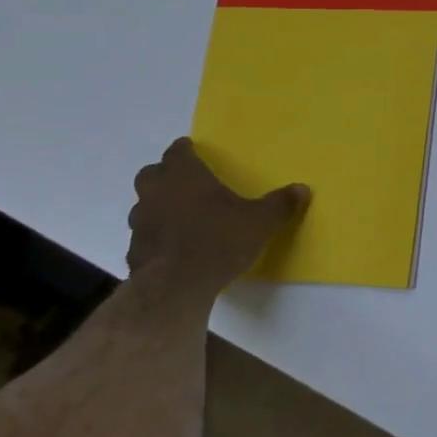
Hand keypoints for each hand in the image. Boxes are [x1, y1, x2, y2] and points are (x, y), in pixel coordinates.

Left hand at [126, 138, 309, 293]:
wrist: (177, 286)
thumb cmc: (219, 240)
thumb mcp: (260, 222)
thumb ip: (279, 204)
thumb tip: (301, 189)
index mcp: (185, 177)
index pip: (177, 152)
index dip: (184, 150)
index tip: (191, 150)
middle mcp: (157, 193)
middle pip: (152, 174)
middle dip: (165, 175)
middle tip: (184, 181)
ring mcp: (141, 223)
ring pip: (144, 205)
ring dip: (158, 206)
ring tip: (180, 216)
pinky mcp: (134, 251)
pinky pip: (145, 236)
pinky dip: (156, 236)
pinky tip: (172, 247)